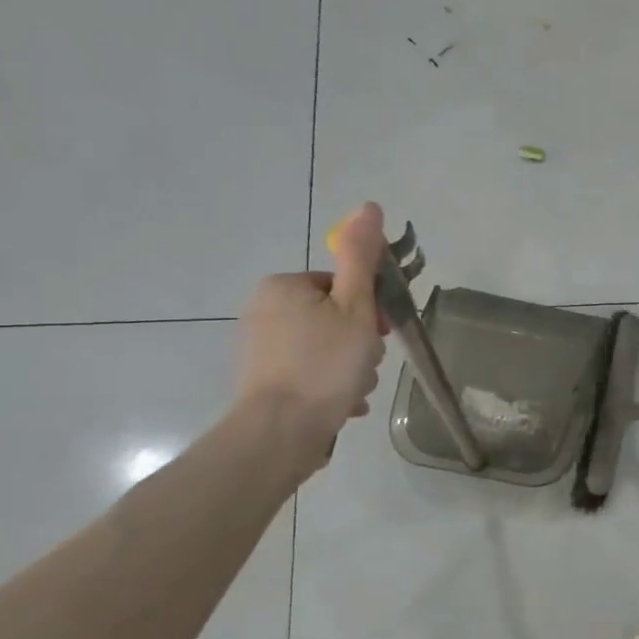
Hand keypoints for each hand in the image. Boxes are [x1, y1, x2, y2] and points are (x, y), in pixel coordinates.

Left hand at [235, 202, 388, 471]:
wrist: (280, 432)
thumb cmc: (324, 365)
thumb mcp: (354, 307)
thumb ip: (362, 257)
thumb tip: (370, 206)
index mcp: (284, 286)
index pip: (342, 286)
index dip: (369, 310)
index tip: (379, 335)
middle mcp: (264, 310)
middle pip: (334, 318)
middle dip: (359, 345)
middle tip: (364, 367)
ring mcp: (260, 348)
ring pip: (325, 350)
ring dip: (349, 369)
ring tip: (352, 392)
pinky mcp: (262, 381)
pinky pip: (309, 374)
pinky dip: (329, 387)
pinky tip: (342, 405)